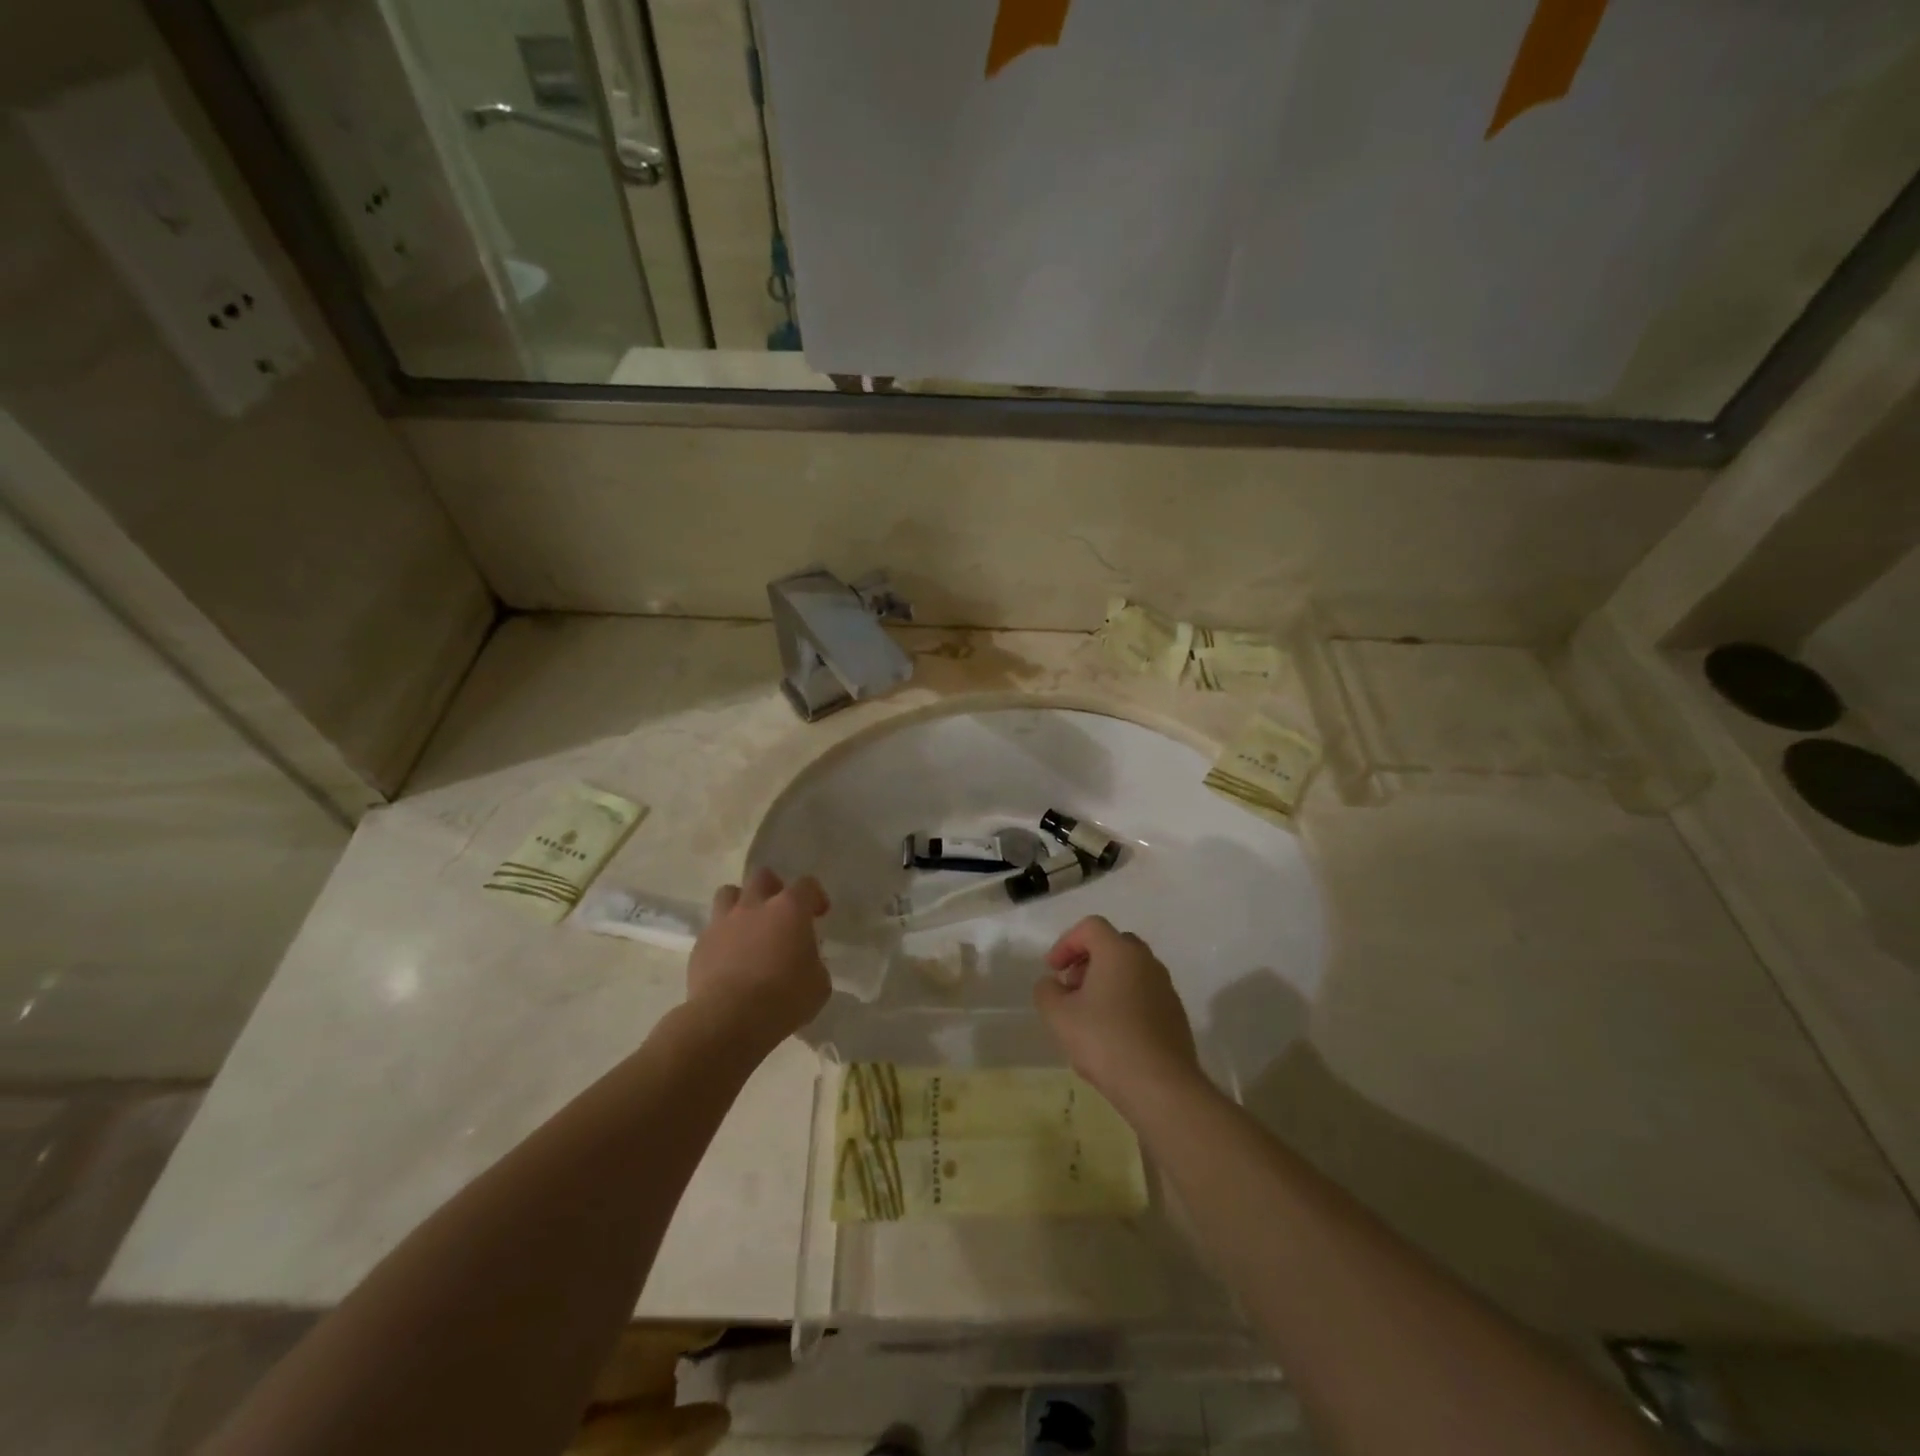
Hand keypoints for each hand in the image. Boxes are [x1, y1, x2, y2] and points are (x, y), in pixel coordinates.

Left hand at [686, 868, 831, 1054]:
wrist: (729, 1019)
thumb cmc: (784, 999)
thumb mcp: (818, 983)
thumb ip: (813, 962)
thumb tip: (804, 960)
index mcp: (789, 909)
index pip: (807, 885)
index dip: (815, 896)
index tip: (818, 914)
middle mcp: (754, 906)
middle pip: (762, 876)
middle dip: (774, 888)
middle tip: (780, 911)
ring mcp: (723, 922)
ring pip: (729, 893)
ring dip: (741, 903)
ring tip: (748, 926)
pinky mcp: (701, 944)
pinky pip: (712, 929)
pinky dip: (723, 937)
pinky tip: (729, 959)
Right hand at [1035, 916, 1200, 1109]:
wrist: (1162, 1087)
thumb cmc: (1105, 1041)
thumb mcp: (1058, 1016)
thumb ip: (1047, 990)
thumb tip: (1053, 984)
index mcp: (1119, 952)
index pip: (1090, 927)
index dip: (1066, 943)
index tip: (1053, 970)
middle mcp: (1146, 961)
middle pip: (1113, 945)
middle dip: (1087, 961)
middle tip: (1071, 988)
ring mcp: (1165, 988)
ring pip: (1130, 971)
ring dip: (1106, 983)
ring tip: (1088, 1016)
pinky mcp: (1175, 1014)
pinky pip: (1144, 995)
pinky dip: (1124, 1002)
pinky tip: (1112, 1035)